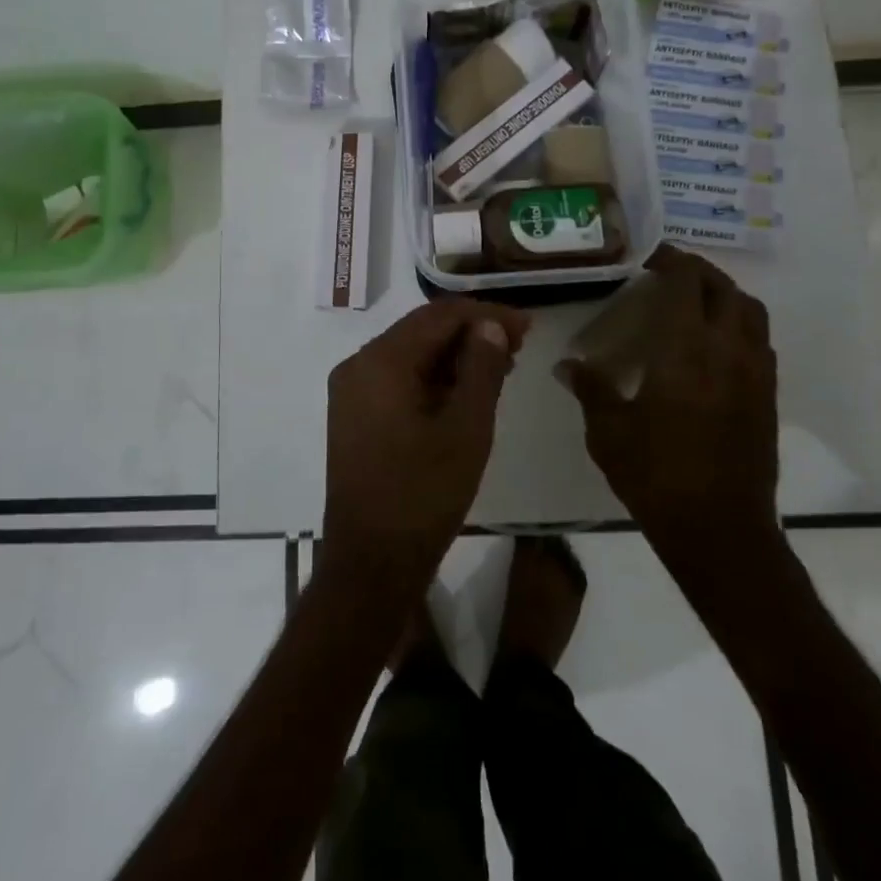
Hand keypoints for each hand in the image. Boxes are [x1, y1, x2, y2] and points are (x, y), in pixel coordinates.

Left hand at [323, 299, 530, 601]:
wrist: (371, 565)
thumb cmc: (423, 497)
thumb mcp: (466, 430)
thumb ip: (481, 369)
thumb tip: (490, 325)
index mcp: (380, 361)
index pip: (439, 316)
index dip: (486, 315)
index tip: (528, 326)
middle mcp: (358, 365)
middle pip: (422, 331)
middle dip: (472, 333)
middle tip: (519, 345)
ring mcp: (352, 391)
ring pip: (411, 355)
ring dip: (455, 356)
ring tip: (502, 366)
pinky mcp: (355, 415)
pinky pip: (399, 379)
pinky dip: (434, 378)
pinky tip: (467, 390)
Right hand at [559, 245, 778, 549]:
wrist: (720, 530)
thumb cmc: (656, 475)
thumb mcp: (608, 431)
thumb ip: (590, 388)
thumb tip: (566, 365)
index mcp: (685, 349)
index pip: (687, 282)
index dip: (671, 260)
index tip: (649, 258)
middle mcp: (727, 350)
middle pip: (724, 288)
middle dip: (698, 272)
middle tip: (669, 274)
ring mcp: (755, 373)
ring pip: (751, 312)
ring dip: (725, 295)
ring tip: (696, 303)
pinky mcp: (768, 397)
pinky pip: (760, 342)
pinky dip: (739, 326)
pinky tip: (714, 346)